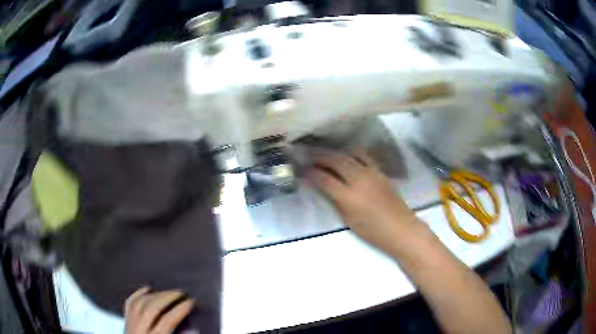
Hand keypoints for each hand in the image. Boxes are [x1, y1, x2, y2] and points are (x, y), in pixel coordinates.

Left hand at [125, 287, 194, 333]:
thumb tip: (194, 330)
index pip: (167, 321)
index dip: (180, 309)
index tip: (192, 301)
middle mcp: (140, 330)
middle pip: (152, 309)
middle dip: (167, 298)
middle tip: (181, 292)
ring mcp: (130, 324)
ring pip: (140, 303)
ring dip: (155, 294)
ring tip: (168, 291)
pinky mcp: (125, 321)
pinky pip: (129, 304)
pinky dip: (137, 294)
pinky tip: (147, 288)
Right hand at [308, 150, 418, 252]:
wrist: (400, 228)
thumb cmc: (372, 231)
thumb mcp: (348, 220)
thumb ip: (335, 201)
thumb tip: (325, 188)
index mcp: (348, 196)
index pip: (324, 179)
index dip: (311, 173)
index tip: (303, 170)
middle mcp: (358, 179)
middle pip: (336, 161)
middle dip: (321, 157)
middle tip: (311, 158)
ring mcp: (371, 173)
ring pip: (349, 155)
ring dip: (335, 153)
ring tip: (326, 155)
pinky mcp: (380, 171)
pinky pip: (364, 156)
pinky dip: (352, 153)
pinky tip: (347, 155)